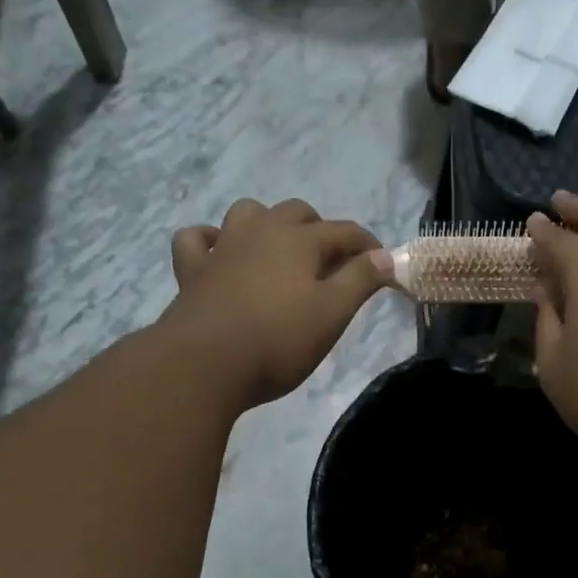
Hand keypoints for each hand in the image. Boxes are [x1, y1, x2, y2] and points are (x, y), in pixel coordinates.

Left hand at [163, 198, 387, 408]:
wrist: (204, 365)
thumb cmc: (277, 341)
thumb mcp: (332, 314)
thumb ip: (360, 280)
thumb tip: (385, 256)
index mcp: (300, 241)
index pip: (345, 231)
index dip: (368, 246)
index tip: (383, 266)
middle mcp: (261, 231)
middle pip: (297, 213)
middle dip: (320, 230)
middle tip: (331, 264)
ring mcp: (223, 247)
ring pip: (248, 213)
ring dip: (268, 223)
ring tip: (279, 251)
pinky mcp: (192, 270)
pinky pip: (197, 239)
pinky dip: (211, 240)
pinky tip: (219, 254)